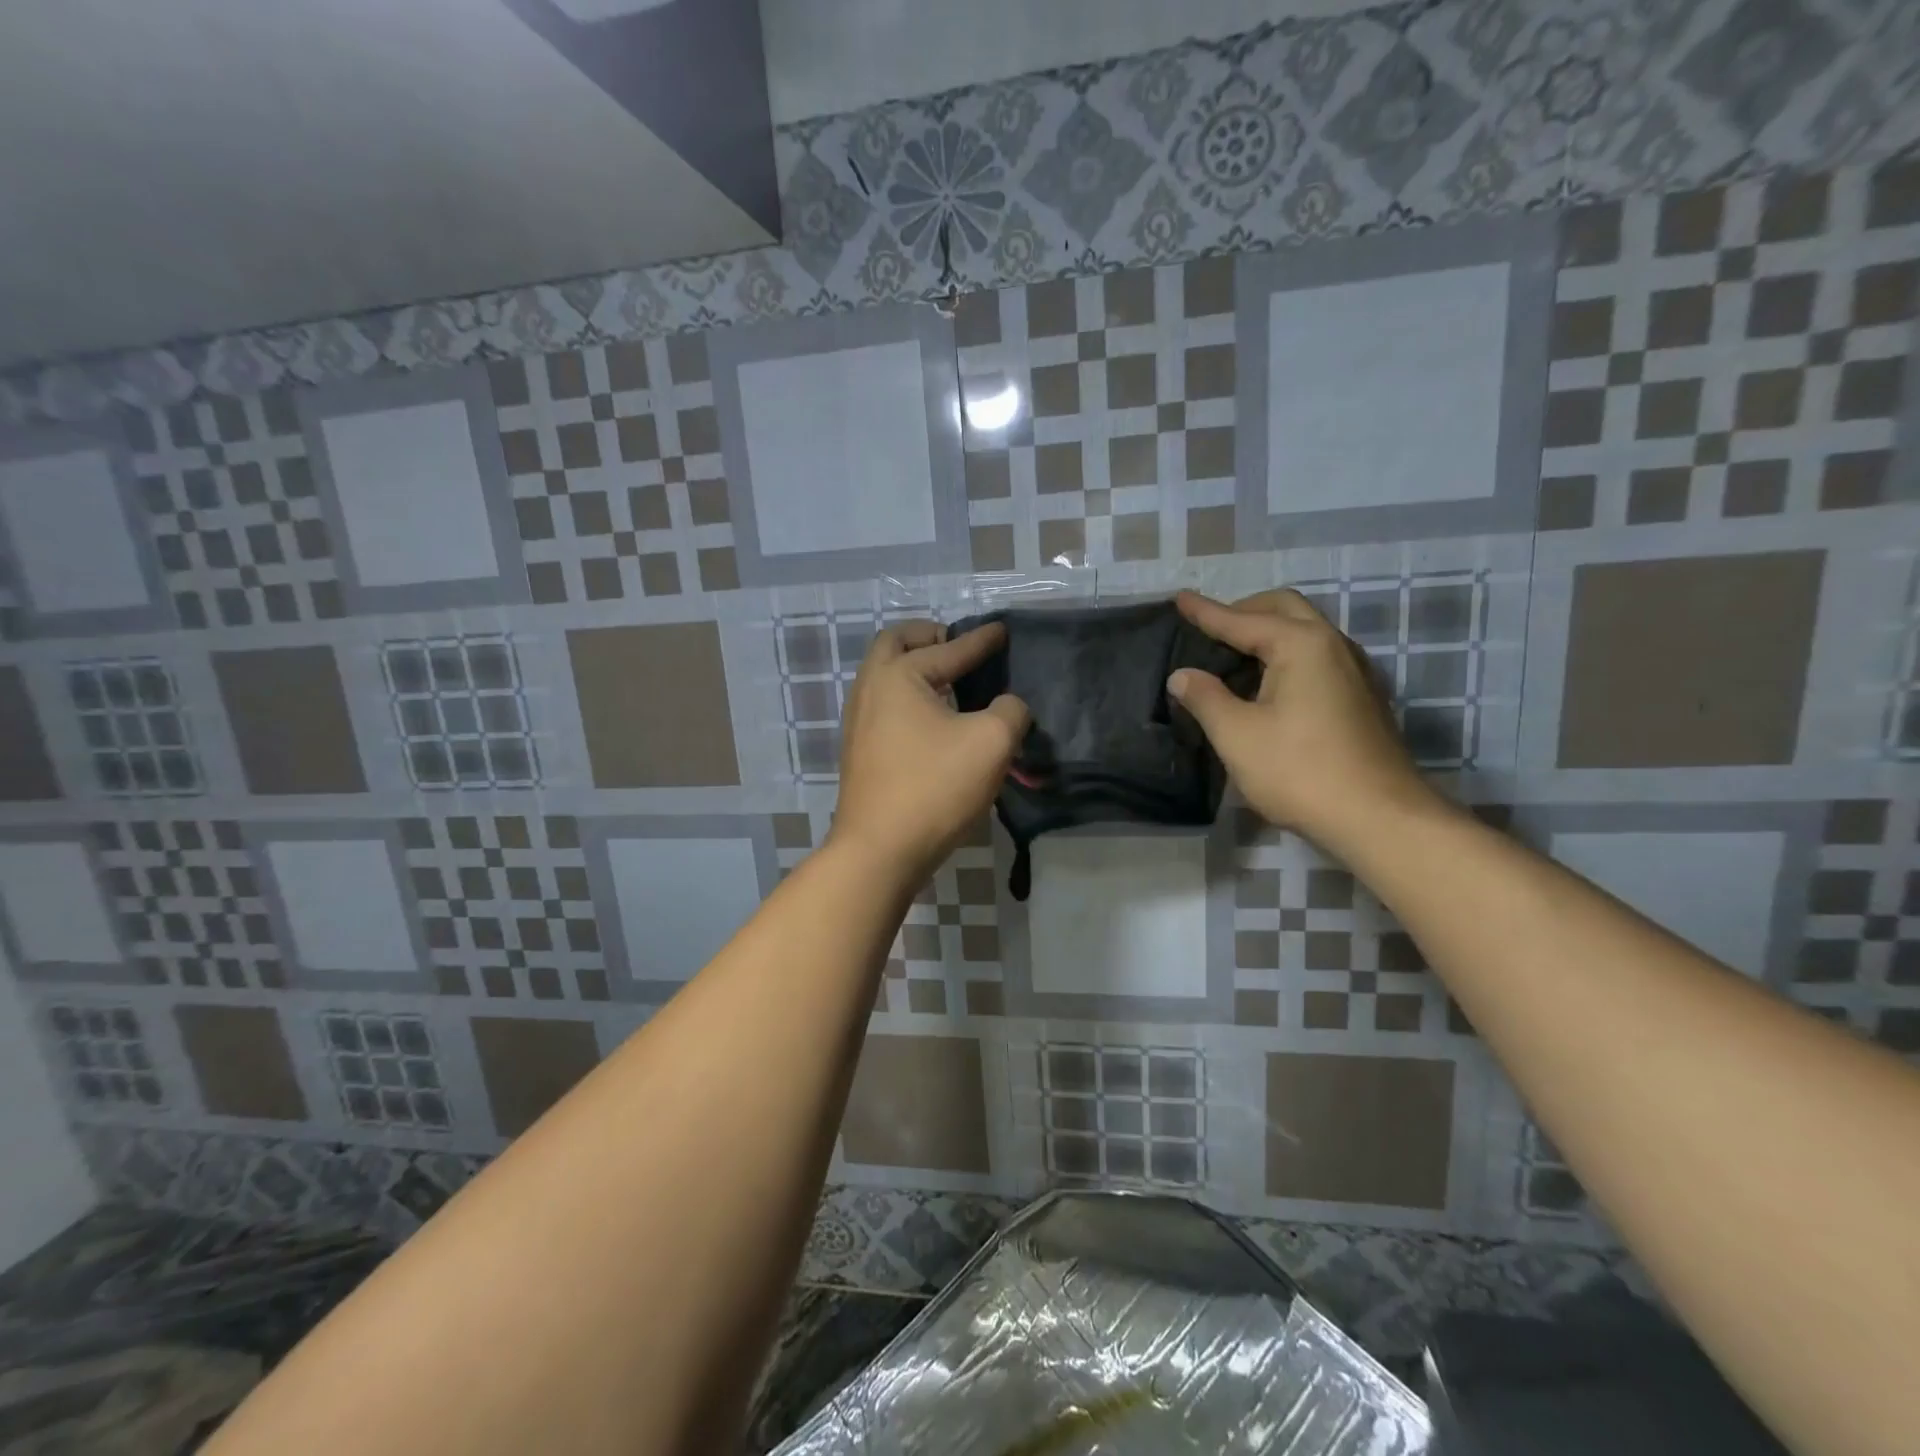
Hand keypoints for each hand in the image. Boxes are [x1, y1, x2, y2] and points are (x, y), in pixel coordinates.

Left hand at [830, 621, 1029, 881]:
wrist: (879, 851)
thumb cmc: (935, 787)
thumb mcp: (992, 742)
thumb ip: (1009, 711)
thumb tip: (1007, 706)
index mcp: (898, 676)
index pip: (949, 648)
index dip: (981, 640)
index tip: (1002, 631)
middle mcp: (870, 689)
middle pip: (895, 644)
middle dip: (928, 637)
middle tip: (956, 644)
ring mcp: (858, 721)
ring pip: (885, 675)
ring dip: (915, 667)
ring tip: (949, 680)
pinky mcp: (860, 751)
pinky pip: (885, 704)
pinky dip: (908, 695)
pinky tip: (933, 718)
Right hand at [1169, 589, 1440, 848]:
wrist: (1379, 818)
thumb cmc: (1300, 771)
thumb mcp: (1237, 735)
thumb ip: (1205, 698)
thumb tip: (1182, 675)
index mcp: (1301, 645)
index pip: (1241, 620)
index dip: (1205, 612)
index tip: (1179, 598)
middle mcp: (1333, 645)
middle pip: (1284, 609)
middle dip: (1244, 610)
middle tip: (1210, 627)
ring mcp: (1354, 671)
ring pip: (1306, 631)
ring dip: (1269, 631)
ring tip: (1235, 653)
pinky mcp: (1362, 697)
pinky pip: (1317, 656)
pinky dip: (1287, 653)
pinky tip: (1270, 683)